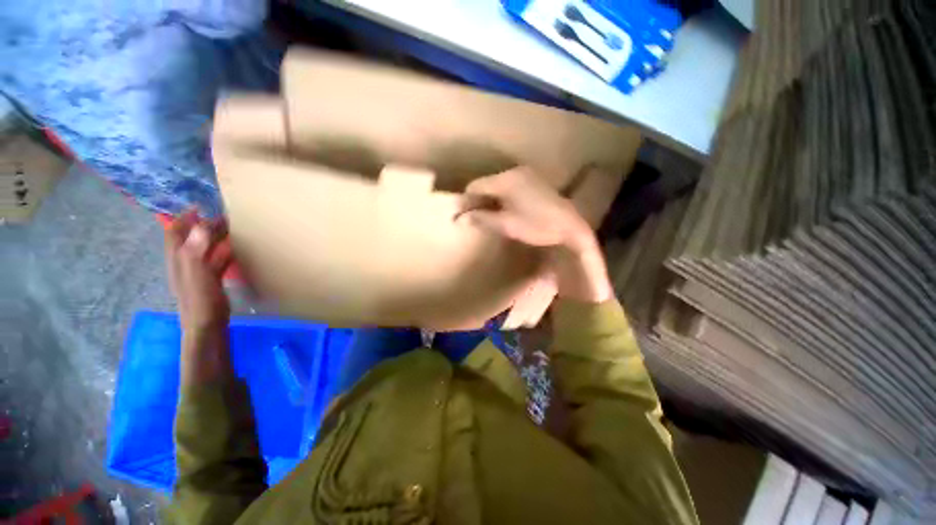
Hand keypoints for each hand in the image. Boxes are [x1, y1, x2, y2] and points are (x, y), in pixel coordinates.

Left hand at [164, 210, 232, 334]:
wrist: (206, 324)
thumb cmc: (200, 299)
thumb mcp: (198, 274)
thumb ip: (197, 250)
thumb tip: (202, 224)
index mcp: (178, 258)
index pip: (175, 231)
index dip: (184, 218)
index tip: (200, 207)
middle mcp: (185, 261)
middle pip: (191, 238)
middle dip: (204, 225)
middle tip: (224, 217)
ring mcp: (198, 271)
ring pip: (205, 248)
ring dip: (215, 238)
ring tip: (233, 229)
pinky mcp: (210, 279)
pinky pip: (216, 259)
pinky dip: (224, 251)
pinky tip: (236, 249)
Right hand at [459, 167, 612, 302]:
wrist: (571, 226)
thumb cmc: (537, 226)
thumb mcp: (507, 225)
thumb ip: (483, 219)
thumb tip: (462, 218)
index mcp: (506, 181)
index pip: (476, 186)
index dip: (466, 200)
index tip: (460, 213)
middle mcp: (514, 172)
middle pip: (487, 183)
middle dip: (477, 199)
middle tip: (471, 216)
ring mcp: (526, 175)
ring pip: (498, 184)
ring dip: (490, 198)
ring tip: (486, 214)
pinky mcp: (534, 180)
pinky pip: (510, 186)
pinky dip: (502, 196)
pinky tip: (504, 209)